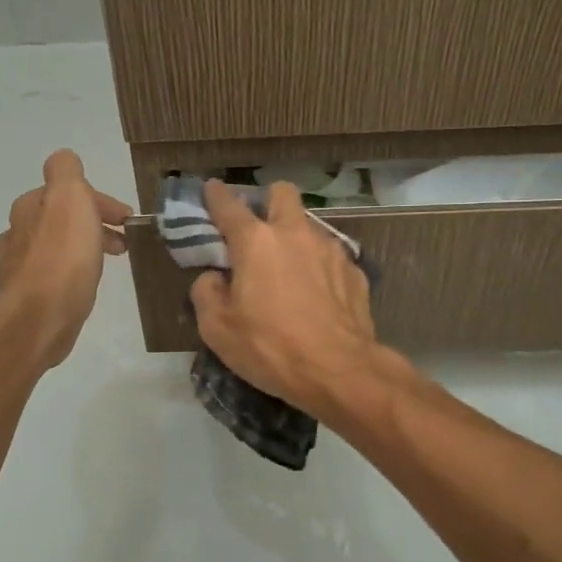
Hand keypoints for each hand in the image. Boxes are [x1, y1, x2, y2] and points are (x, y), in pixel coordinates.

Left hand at [0, 150, 131, 368]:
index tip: (127, 219)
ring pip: (57, 246)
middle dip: (94, 224)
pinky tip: (82, 284)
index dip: (100, 200)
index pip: (68, 190)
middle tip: (123, 242)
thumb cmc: (63, 256)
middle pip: (61, 218)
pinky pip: (53, 273)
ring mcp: (18, 265)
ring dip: (84, 247)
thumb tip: (65, 161)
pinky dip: (72, 271)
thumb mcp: (71, 198)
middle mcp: (19, 231)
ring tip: (108, 263)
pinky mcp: (26, 295)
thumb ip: (68, 173)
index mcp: (30, 205)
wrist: (41, 317)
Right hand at [188, 180, 381, 415]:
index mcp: (255, 242)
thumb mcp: (218, 329)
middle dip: (268, 202)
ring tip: (289, 273)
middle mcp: (295, 234)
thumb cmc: (270, 348)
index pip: (229, 206)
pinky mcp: (355, 271)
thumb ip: (206, 293)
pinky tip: (317, 297)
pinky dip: (319, 268)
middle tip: (258, 230)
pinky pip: (330, 258)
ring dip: (295, 239)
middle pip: (282, 194)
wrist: (339, 371)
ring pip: (309, 226)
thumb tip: (213, 278)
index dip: (216, 195)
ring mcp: (330, 250)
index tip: (211, 190)